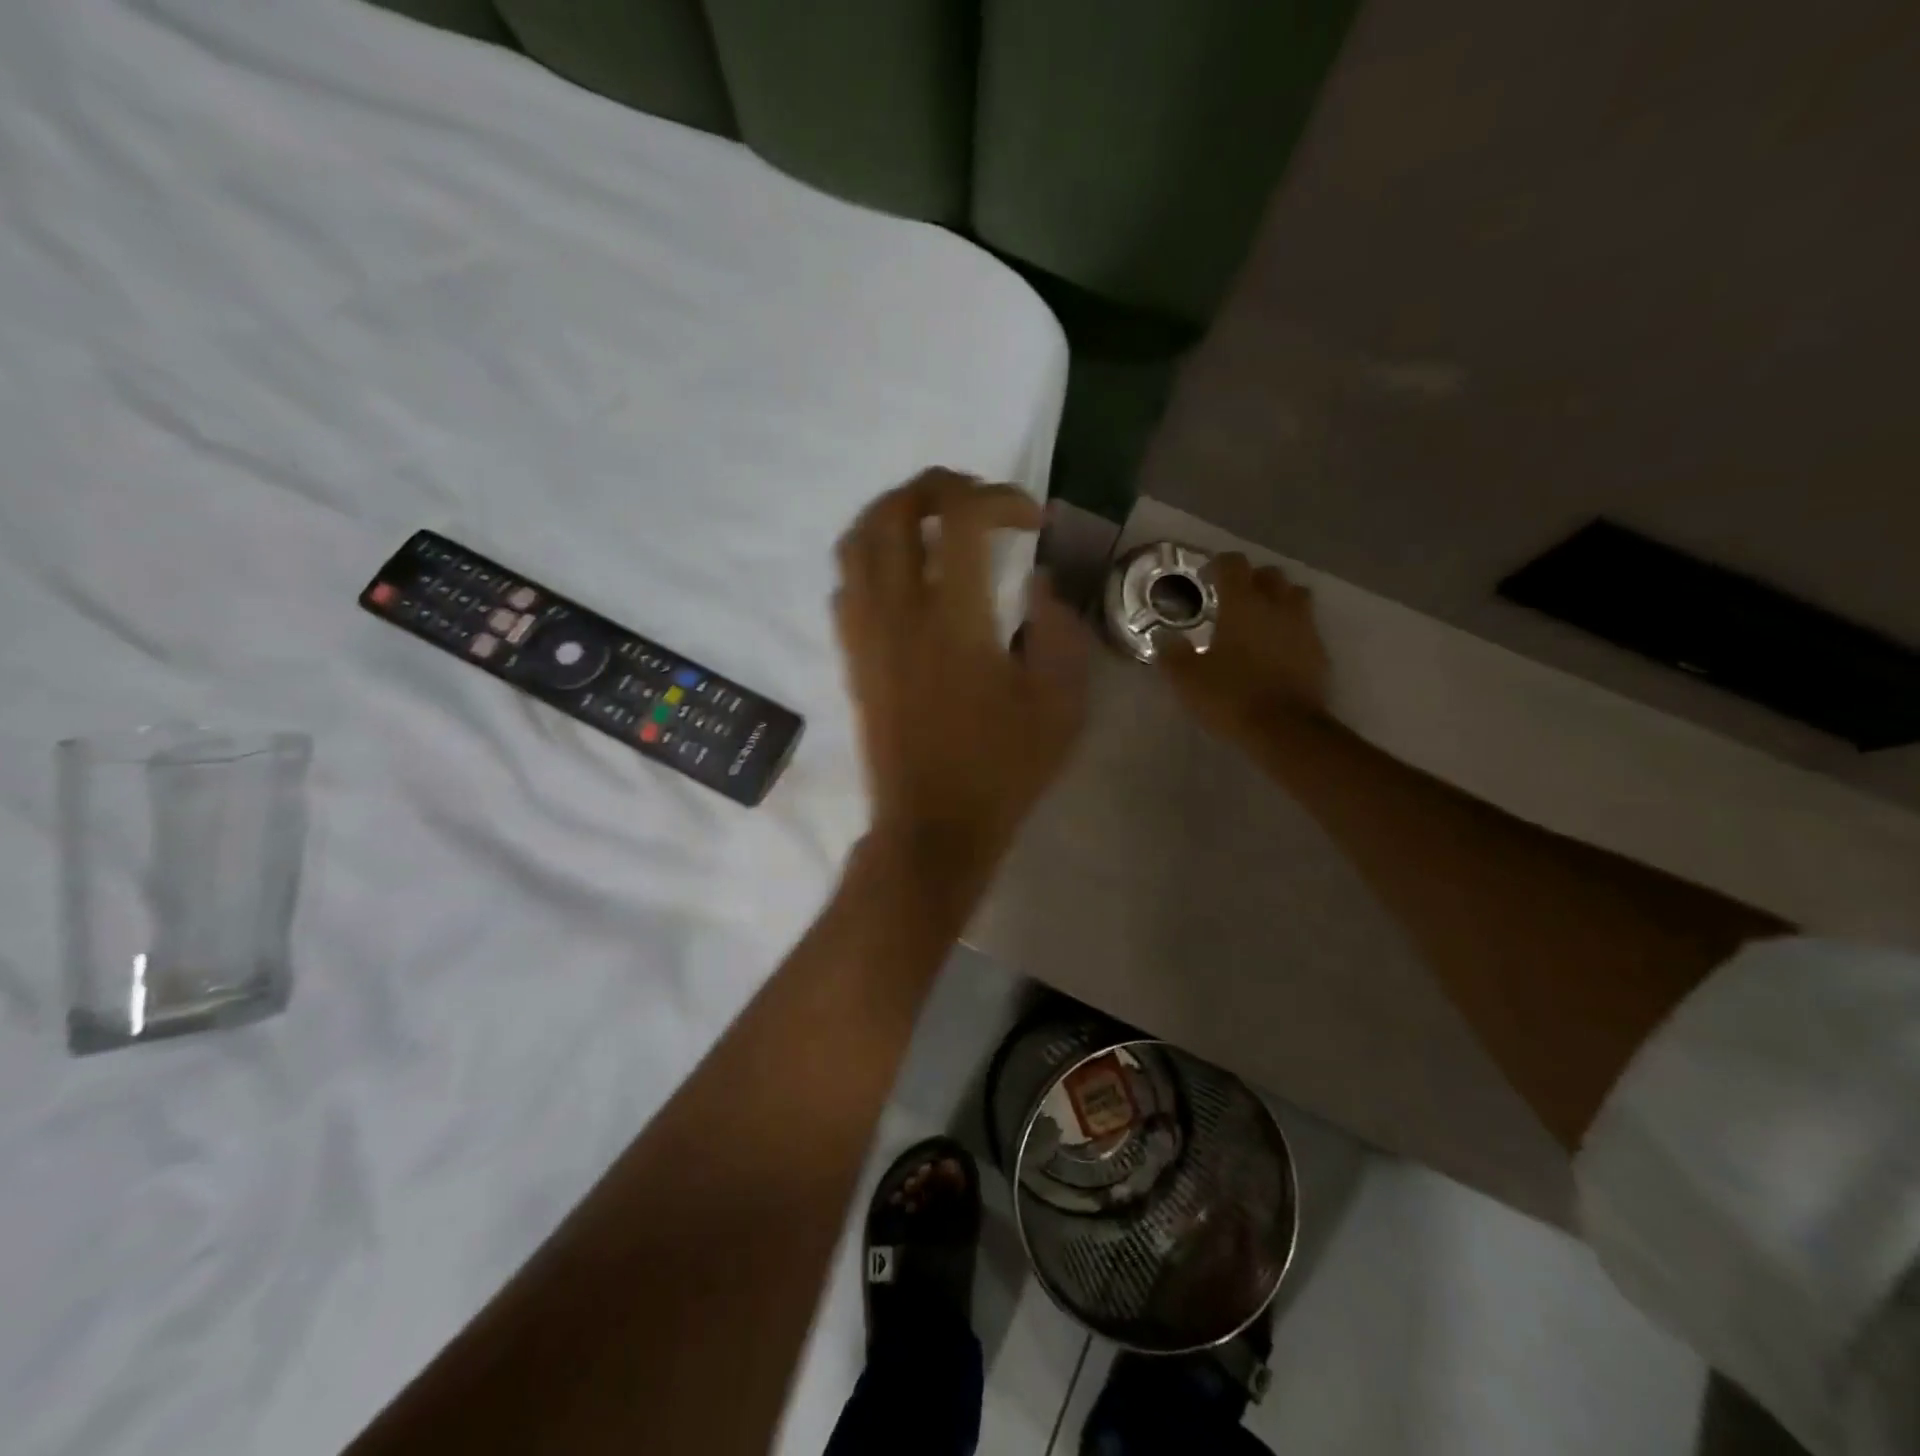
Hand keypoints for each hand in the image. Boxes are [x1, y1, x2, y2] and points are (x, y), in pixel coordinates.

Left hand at [835, 469, 1090, 879]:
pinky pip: (846, 581)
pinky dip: (873, 555)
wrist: (932, 826)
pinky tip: (905, 574)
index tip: (1033, 522)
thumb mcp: (1061, 706)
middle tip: (979, 500)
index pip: (963, 516)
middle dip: (941, 485)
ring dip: (897, 512)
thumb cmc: (1001, 770)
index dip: (1001, 497)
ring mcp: (866, 632)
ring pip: (858, 538)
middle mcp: (900, 612)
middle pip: (897, 509)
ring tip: (937, 523)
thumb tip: (1038, 583)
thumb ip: (1060, 631)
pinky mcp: (851, 655)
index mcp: (956, 620)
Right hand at [1160, 553, 1329, 744]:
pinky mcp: (1319, 652)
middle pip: (1270, 575)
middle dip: (1252, 580)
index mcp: (1242, 604)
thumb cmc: (1231, 696)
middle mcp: (1277, 606)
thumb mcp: (1187, 679)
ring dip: (1279, 599)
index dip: (1219, 564)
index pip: (1234, 564)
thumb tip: (1164, 638)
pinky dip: (1291, 630)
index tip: (1206, 577)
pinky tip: (1277, 649)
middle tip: (1234, 599)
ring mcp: (1304, 628)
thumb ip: (1172, 654)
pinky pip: (1306, 628)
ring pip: (1295, 596)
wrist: (1285, 729)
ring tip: (1261, 619)